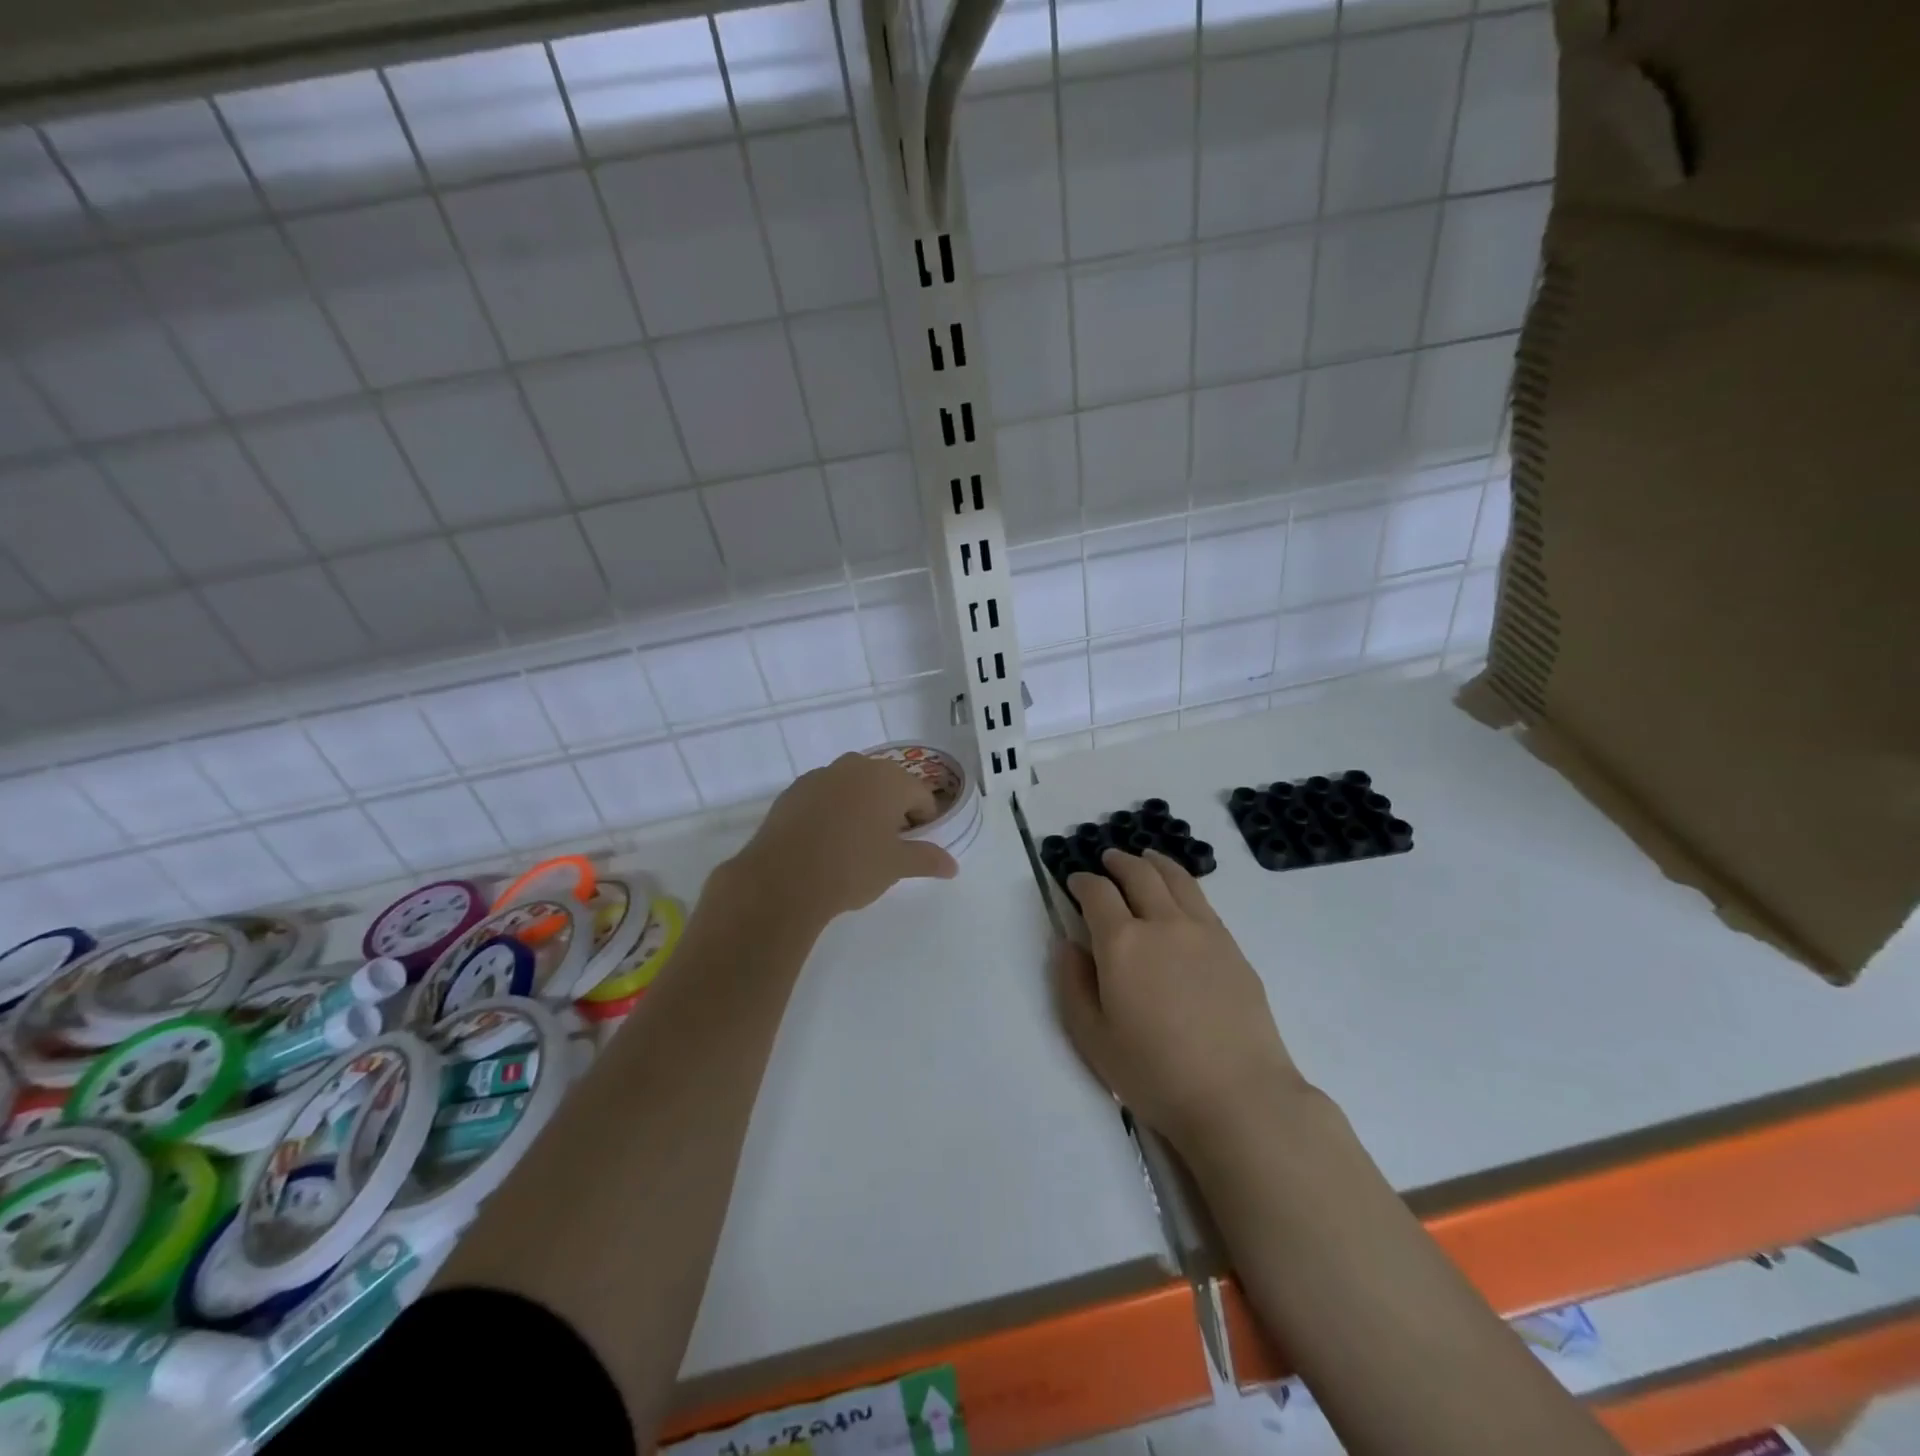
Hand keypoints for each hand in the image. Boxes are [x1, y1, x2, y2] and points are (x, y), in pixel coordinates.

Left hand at [724, 754, 957, 925]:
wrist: (782, 879)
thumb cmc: (852, 867)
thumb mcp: (896, 866)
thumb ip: (927, 859)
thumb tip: (952, 866)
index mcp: (889, 779)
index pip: (921, 796)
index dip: (923, 822)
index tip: (913, 846)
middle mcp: (857, 767)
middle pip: (887, 785)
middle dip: (892, 810)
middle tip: (886, 846)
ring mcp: (821, 775)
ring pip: (853, 788)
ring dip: (861, 807)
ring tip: (853, 844)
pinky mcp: (793, 790)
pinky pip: (824, 796)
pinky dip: (831, 812)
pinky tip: (823, 842)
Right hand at [1056, 849, 1304, 1150]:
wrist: (1239, 1096)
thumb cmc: (1155, 1074)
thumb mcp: (1092, 1038)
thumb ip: (1072, 984)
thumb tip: (1067, 945)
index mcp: (1122, 943)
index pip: (1097, 893)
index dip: (1082, 881)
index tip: (1074, 881)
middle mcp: (1162, 923)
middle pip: (1138, 874)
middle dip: (1117, 862)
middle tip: (1107, 860)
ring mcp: (1203, 931)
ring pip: (1175, 878)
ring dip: (1153, 862)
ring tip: (1145, 858)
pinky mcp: (1232, 946)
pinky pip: (1202, 900)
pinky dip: (1183, 883)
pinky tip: (1180, 893)